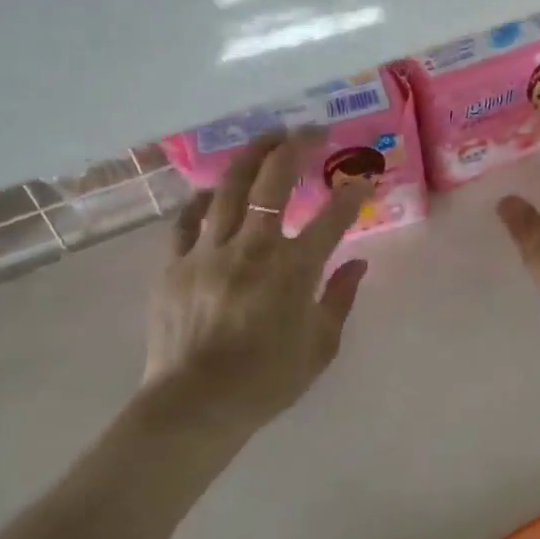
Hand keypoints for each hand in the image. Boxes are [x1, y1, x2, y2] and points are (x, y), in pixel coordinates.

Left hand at [145, 129, 370, 432]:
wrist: (194, 407)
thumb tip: (357, 264)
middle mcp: (253, 248)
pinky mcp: (174, 264)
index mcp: (294, 269)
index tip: (365, 178)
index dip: (353, 192)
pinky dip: (204, 200)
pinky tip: (214, 191)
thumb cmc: (266, 381)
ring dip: (252, 155)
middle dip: (297, 147)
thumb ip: (340, 298)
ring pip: (231, 187)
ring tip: (267, 137)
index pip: (333, 217)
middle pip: (275, 181)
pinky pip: (188, 220)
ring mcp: (209, 252)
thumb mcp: (320, 347)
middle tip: (312, 130)